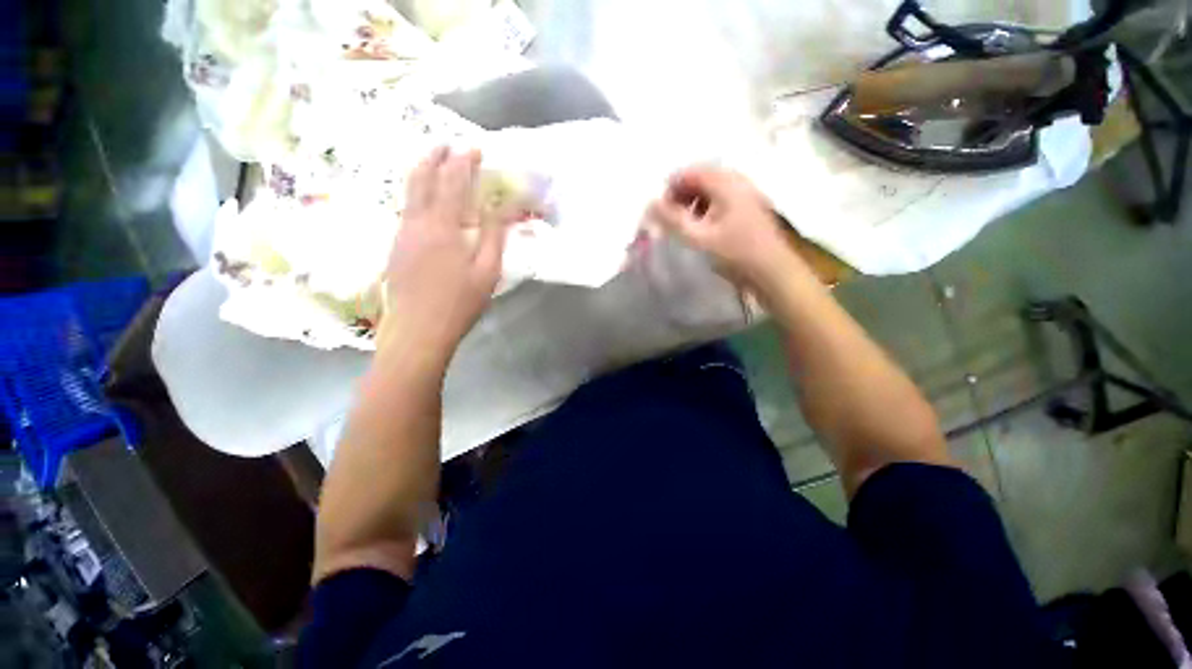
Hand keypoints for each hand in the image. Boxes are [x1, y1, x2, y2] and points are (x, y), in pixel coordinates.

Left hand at [378, 147, 505, 363]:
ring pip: (408, 192)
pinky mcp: (396, 247)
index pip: (452, 182)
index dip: (463, 162)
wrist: (418, 330)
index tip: (474, 149)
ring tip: (432, 162)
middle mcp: (416, 222)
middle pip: (421, 179)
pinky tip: (424, 200)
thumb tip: (503, 207)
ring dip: (421, 172)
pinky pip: (405, 209)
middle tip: (445, 144)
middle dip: (434, 157)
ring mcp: (402, 234)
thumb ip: (494, 236)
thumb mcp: (487, 271)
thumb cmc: (459, 303)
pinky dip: (415, 193)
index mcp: (442, 226)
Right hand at [650, 167, 804, 294]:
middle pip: (702, 178)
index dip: (671, 189)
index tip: (661, 212)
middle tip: (671, 218)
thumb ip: (672, 219)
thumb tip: (650, 204)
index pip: (690, 172)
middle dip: (682, 195)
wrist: (772, 272)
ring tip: (686, 225)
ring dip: (694, 202)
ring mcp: (748, 194)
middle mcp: (739, 181)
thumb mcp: (698, 238)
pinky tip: (705, 228)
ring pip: (713, 189)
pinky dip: (708, 208)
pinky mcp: (751, 208)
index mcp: (726, 183)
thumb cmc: (734, 254)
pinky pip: (723, 199)